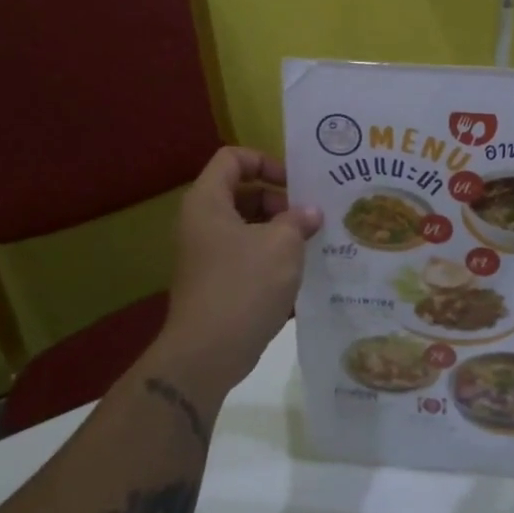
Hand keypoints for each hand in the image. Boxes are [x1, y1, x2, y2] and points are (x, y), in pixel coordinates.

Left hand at [154, 147, 321, 395]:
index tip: (295, 184)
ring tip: (312, 243)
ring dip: (280, 231)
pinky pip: (246, 256)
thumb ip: (299, 220)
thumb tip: (310, 213)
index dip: (265, 161)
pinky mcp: (216, 283)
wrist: (207, 354)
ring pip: (247, 227)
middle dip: (279, 200)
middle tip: (310, 217)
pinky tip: (300, 272)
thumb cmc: (244, 285)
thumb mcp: (282, 244)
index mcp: (208, 202)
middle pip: (242, 192)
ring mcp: (206, 255)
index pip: (233, 158)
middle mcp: (201, 223)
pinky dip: (271, 257)